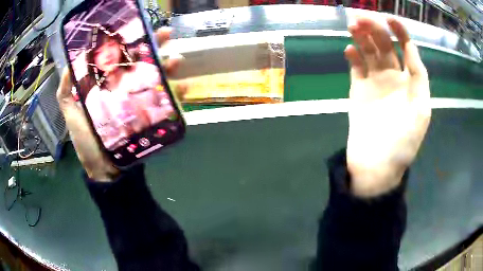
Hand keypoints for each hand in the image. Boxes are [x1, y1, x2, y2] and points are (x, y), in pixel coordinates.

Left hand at [57, 28, 187, 181]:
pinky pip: (166, 103)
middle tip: (165, 35)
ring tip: (176, 60)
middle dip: (154, 47)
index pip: (119, 58)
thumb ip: (66, 92)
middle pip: (141, 63)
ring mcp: (139, 103)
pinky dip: (178, 94)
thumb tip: (68, 65)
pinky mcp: (150, 117)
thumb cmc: (87, 142)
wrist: (106, 169)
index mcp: (107, 85)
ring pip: (156, 79)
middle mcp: (124, 90)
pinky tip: (185, 86)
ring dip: (168, 66)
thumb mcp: (72, 115)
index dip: (129, 42)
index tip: (138, 30)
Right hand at [345, 17, 430, 196]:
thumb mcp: (421, 113)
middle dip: (376, 30)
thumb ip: (419, 80)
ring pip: (370, 52)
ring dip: (362, 38)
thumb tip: (410, 51)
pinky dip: (353, 57)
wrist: (376, 166)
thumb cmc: (402, 145)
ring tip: (353, 28)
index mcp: (411, 83)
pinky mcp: (359, 90)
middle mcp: (395, 78)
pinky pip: (356, 67)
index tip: (389, 18)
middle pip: (386, 46)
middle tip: (361, 20)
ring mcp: (376, 83)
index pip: (408, 50)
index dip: (400, 32)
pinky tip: (349, 51)